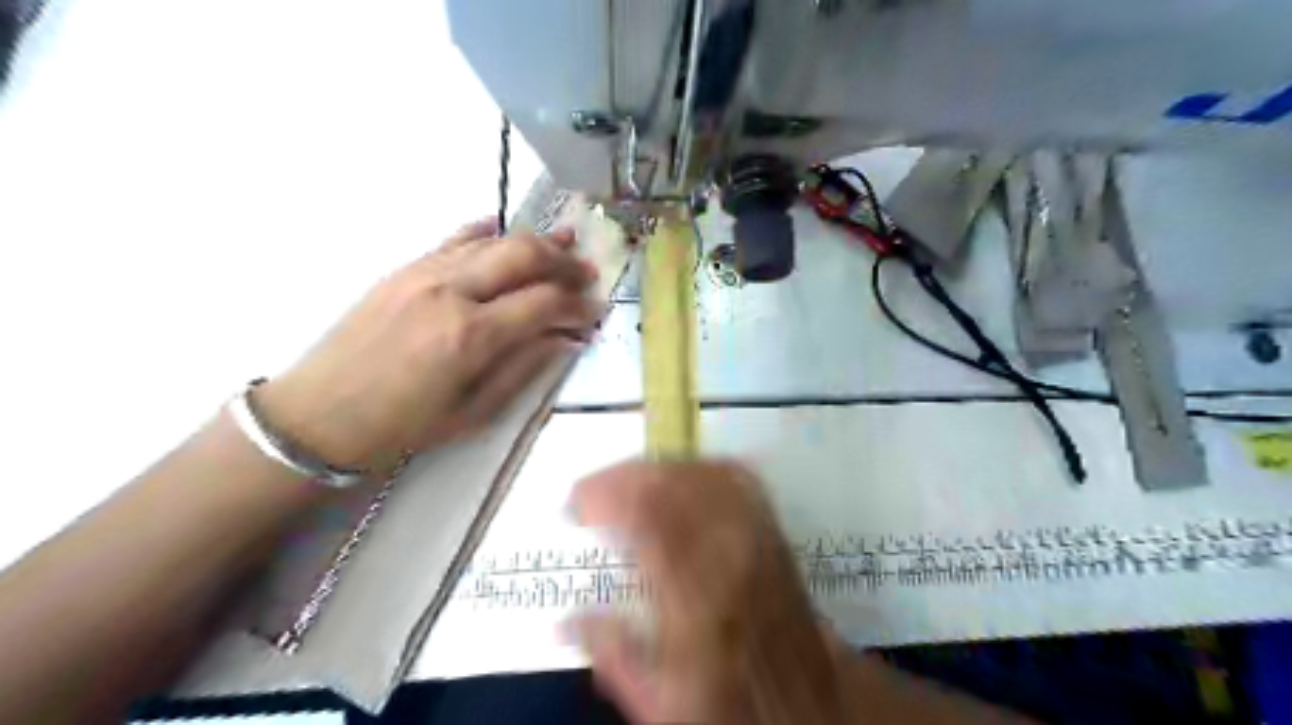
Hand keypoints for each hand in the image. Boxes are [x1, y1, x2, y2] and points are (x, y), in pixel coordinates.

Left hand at [264, 219, 606, 470]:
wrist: (317, 415)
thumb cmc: (400, 428)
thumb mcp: (472, 413)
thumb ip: (523, 369)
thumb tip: (564, 340)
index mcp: (470, 336)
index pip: (543, 303)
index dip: (577, 305)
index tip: (596, 311)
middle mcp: (450, 292)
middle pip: (523, 255)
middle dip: (563, 261)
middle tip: (587, 272)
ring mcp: (423, 273)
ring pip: (492, 241)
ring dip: (533, 241)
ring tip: (564, 243)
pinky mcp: (403, 270)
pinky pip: (453, 239)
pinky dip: (485, 231)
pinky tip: (502, 228)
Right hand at [571, 466, 843, 724]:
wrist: (809, 700)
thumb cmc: (732, 703)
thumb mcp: (662, 701)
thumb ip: (611, 655)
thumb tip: (562, 622)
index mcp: (697, 597)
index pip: (646, 518)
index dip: (603, 497)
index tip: (572, 507)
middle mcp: (730, 553)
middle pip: (672, 484)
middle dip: (621, 477)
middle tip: (590, 493)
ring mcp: (757, 534)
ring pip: (701, 472)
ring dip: (655, 469)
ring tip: (624, 483)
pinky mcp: (771, 527)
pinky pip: (733, 476)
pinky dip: (697, 467)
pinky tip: (676, 475)